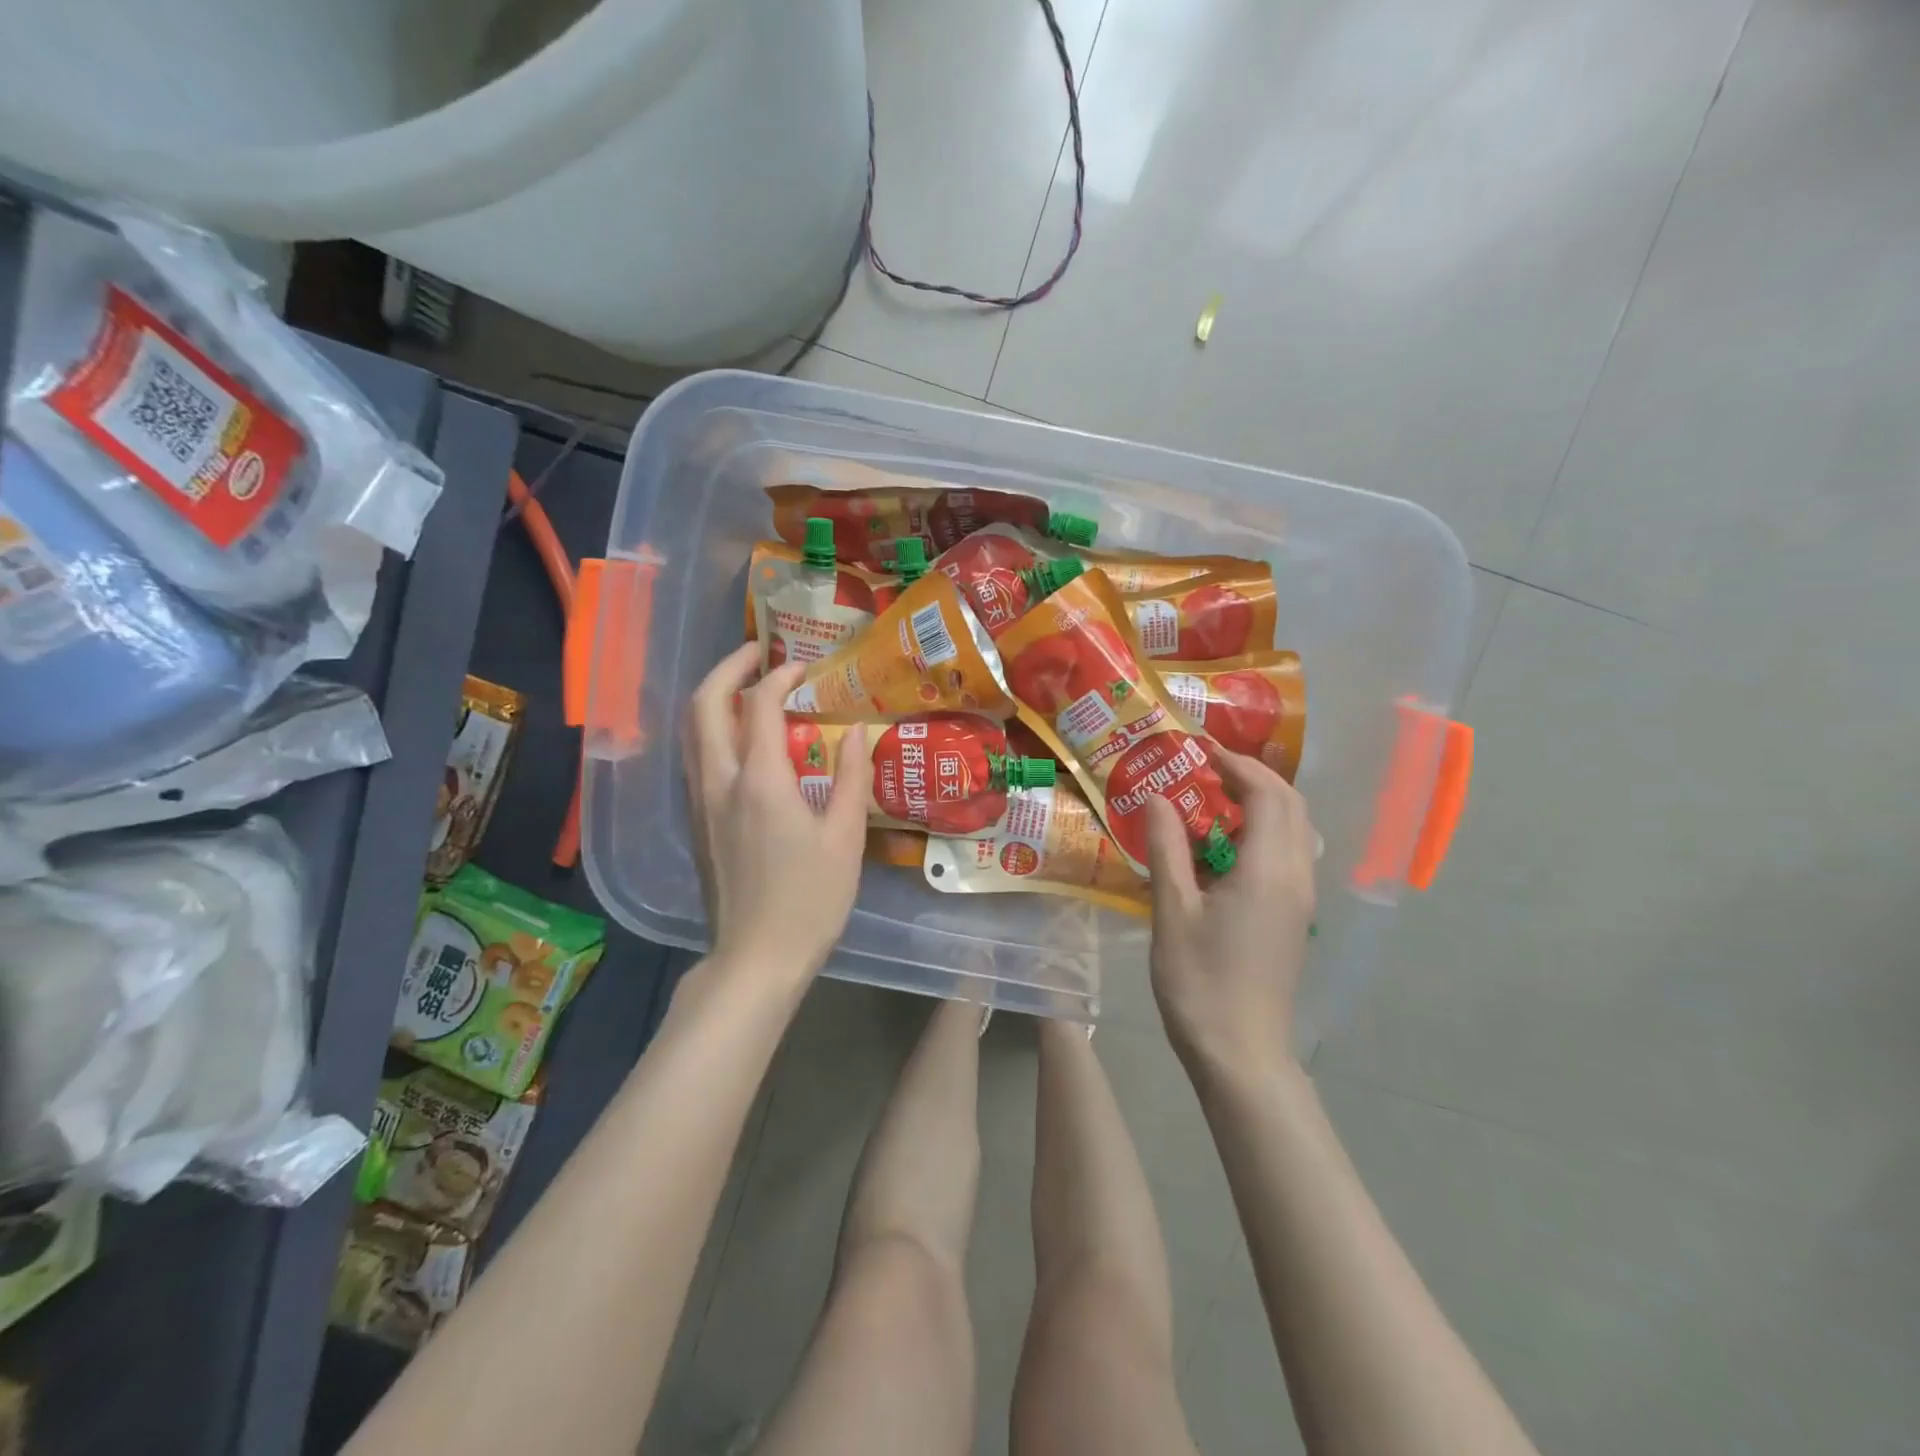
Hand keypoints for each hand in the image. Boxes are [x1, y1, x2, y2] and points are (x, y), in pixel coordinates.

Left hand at [683, 645, 867, 986]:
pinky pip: (695, 758)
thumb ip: (852, 778)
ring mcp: (700, 804)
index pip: (760, 704)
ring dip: (714, 698)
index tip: (804, 668)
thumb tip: (855, 733)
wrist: (755, 959)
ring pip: (691, 731)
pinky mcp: (697, 824)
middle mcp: (718, 782)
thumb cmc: (809, 901)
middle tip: (758, 654)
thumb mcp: (845, 839)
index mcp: (759, 781)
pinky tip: (740, 741)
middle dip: (728, 669)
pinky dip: (712, 730)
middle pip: (704, 705)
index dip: (781, 676)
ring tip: (747, 688)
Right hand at [1146, 749, 1316, 1080]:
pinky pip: (1286, 855)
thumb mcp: (1172, 910)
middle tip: (1205, 770)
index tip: (1199, 752)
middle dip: (1253, 777)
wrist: (1241, 1053)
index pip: (1266, 794)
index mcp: (1268, 870)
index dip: (1236, 765)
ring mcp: (1300, 899)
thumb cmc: (1200, 981)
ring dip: (1260, 804)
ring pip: (1293, 830)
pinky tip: (1221, 849)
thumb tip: (1155, 797)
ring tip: (1210, 801)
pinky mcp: (1294, 917)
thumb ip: (1167, 847)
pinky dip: (1260, 833)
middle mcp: (1296, 876)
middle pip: (1290, 806)